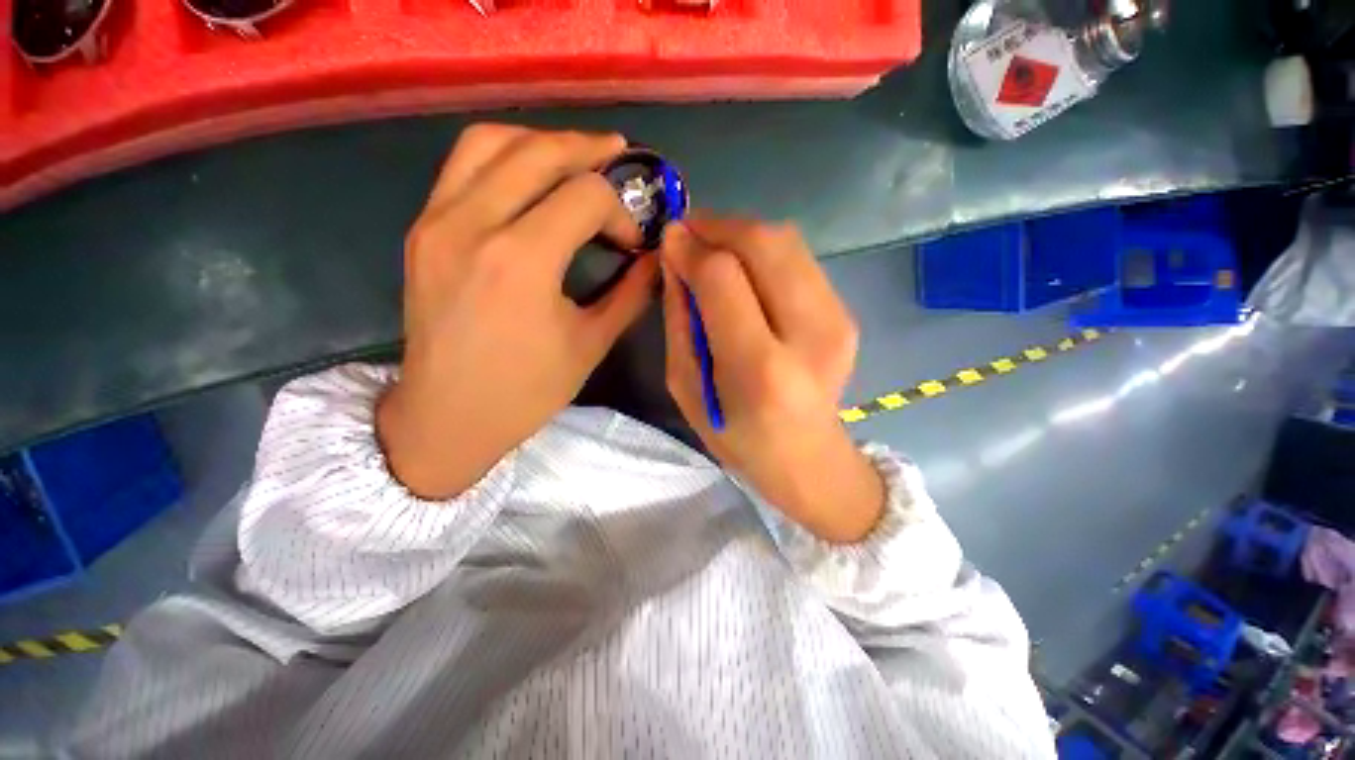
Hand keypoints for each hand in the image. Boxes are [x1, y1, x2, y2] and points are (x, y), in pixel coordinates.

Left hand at [379, 125, 656, 498]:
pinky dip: (504, 156)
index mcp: (521, 261)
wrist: (446, 417)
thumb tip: (657, 258)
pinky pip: (462, 165)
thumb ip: (631, 293)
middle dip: (588, 150)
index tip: (630, 243)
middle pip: (538, 151)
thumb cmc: (526, 391)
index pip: (585, 195)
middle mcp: (472, 224)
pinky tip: (530, 178)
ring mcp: (436, 220)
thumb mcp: (591, 343)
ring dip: (541, 141)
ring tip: (575, 159)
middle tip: (619, 157)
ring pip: (491, 141)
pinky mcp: (422, 229)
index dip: (619, 211)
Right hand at [659, 218, 883, 543]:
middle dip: (719, 226)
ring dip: (742, 232)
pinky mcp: (847, 314)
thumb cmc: (736, 435)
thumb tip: (675, 258)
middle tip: (689, 232)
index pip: (724, 279)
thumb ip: (680, 320)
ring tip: (712, 247)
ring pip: (787, 241)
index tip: (669, 238)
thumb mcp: (688, 388)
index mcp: (760, 369)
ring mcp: (837, 321)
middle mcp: (809, 336)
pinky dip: (764, 251)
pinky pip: (799, 259)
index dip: (693, 249)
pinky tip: (744, 268)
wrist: (809, 459)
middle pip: (765, 244)